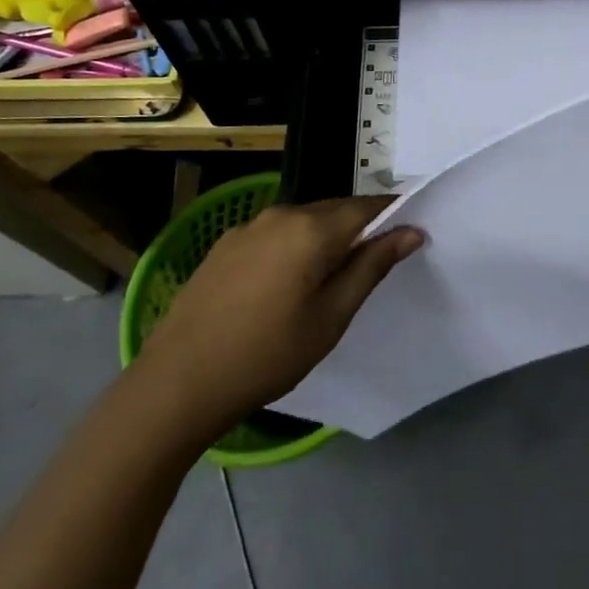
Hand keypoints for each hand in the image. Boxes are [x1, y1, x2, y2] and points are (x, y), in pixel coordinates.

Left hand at [135, 198, 422, 446]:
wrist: (178, 382)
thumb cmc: (267, 354)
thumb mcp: (331, 317)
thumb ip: (371, 267)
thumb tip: (411, 231)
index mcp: (311, 228)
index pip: (367, 207)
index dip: (392, 217)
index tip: (410, 236)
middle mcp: (280, 214)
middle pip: (334, 210)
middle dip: (358, 229)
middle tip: (371, 266)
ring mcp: (247, 227)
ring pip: (303, 221)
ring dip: (324, 239)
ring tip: (328, 280)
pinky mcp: (224, 245)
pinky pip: (274, 234)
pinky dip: (293, 247)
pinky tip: (285, 284)